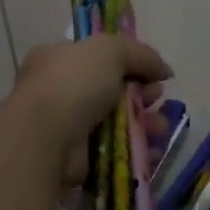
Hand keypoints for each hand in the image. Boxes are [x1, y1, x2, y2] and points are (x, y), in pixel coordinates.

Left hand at [8, 36, 172, 177]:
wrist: (45, 138)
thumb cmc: (73, 84)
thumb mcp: (110, 50)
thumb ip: (141, 54)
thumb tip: (164, 70)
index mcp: (58, 58)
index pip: (99, 57)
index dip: (130, 64)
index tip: (152, 73)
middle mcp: (60, 91)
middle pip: (114, 91)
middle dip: (143, 96)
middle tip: (156, 100)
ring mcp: (68, 126)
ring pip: (118, 123)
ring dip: (145, 124)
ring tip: (159, 128)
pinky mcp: (78, 158)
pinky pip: (115, 151)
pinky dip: (136, 150)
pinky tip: (152, 150)